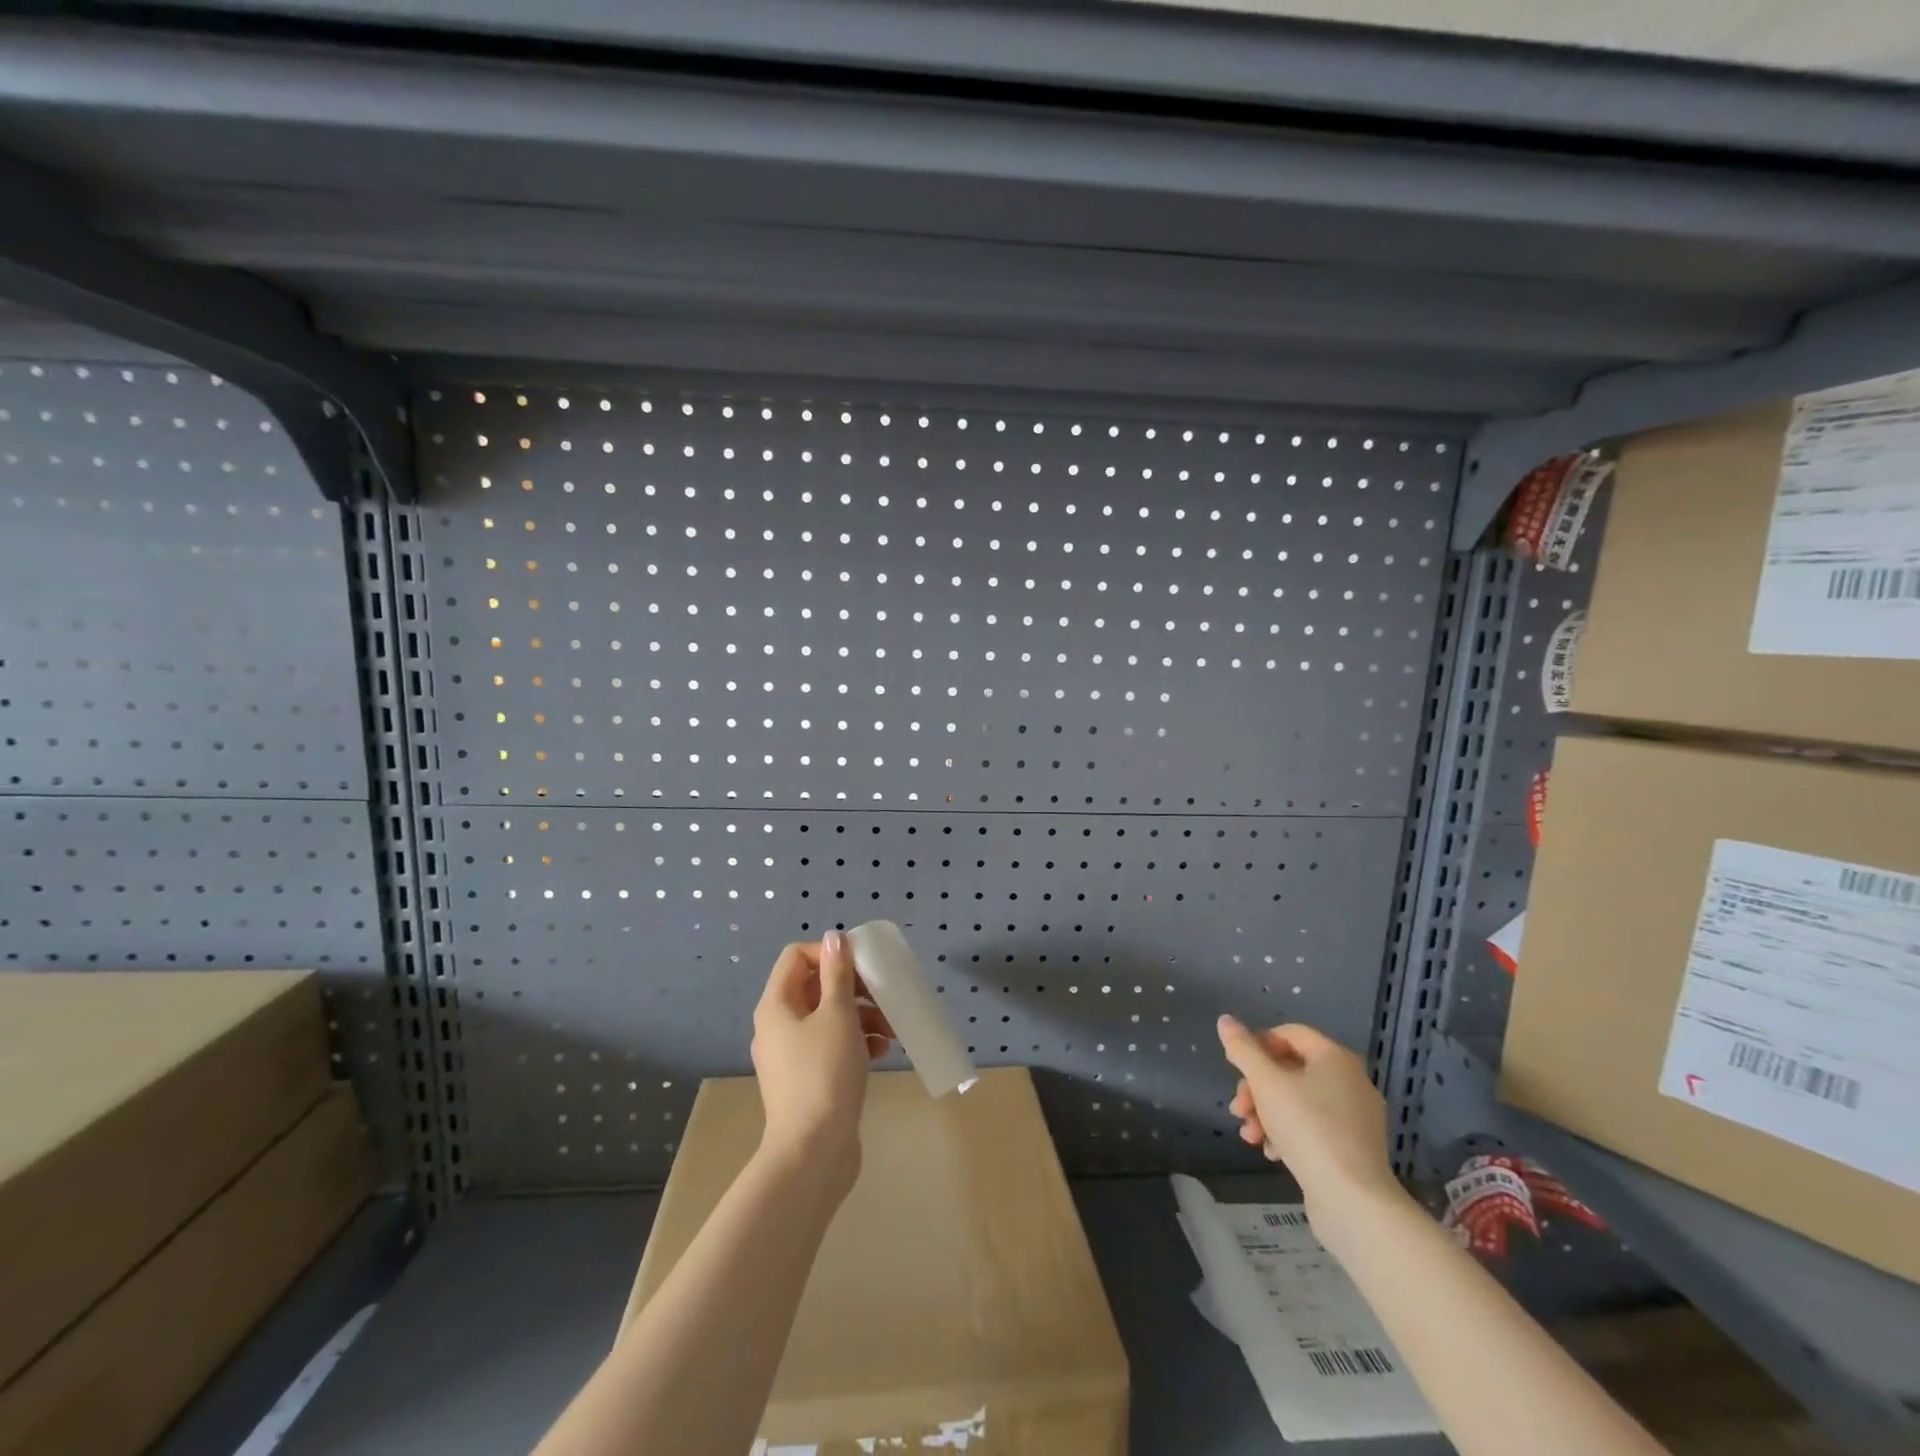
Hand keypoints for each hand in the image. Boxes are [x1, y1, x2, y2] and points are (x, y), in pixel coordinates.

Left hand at [751, 932, 893, 1183]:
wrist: (813, 1152)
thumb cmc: (825, 1073)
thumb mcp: (838, 1015)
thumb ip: (837, 974)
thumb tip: (834, 937)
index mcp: (776, 1005)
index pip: (797, 957)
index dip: (830, 953)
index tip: (862, 967)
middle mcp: (777, 1026)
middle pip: (815, 987)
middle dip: (854, 988)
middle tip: (885, 997)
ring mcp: (791, 1056)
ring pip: (828, 1018)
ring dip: (862, 1015)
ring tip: (892, 1029)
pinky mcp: (807, 1080)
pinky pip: (831, 1046)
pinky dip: (856, 1042)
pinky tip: (883, 1051)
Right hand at [1218, 1016, 1402, 1229]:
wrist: (1354, 1202)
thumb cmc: (1308, 1129)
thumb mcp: (1266, 1083)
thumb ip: (1243, 1049)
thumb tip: (1225, 1020)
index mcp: (1335, 1058)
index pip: (1289, 1033)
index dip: (1257, 1044)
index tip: (1235, 1067)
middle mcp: (1351, 1081)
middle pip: (1290, 1069)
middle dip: (1256, 1088)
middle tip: (1237, 1109)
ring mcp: (1355, 1117)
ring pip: (1299, 1101)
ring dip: (1267, 1113)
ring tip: (1250, 1136)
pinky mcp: (1354, 1149)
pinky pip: (1314, 1127)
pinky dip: (1289, 1133)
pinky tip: (1272, 1153)